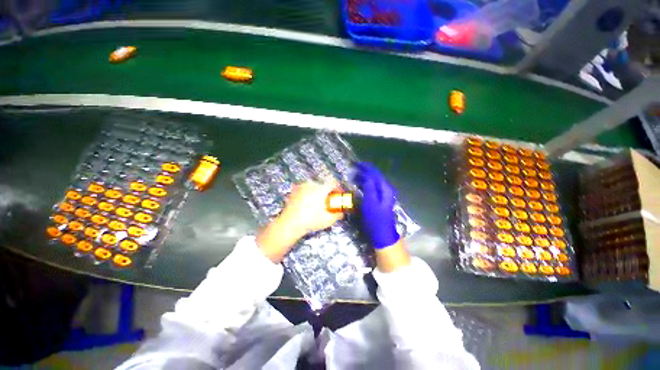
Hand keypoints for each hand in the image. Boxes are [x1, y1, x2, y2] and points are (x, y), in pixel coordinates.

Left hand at [279, 178, 344, 233]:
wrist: (289, 223)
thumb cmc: (311, 220)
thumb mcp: (328, 220)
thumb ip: (337, 215)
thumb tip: (341, 213)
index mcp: (321, 189)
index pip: (333, 184)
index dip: (338, 189)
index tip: (339, 195)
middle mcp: (311, 184)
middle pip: (323, 185)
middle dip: (328, 192)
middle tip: (329, 201)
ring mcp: (301, 187)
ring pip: (314, 187)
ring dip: (318, 192)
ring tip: (318, 203)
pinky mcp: (294, 191)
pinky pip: (305, 190)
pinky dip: (309, 194)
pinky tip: (308, 204)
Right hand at [353, 162, 399, 249]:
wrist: (382, 235)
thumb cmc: (375, 219)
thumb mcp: (370, 202)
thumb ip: (369, 187)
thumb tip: (366, 176)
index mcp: (384, 188)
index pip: (374, 173)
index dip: (365, 167)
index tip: (354, 164)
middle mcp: (386, 189)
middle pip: (375, 176)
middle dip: (364, 171)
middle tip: (353, 170)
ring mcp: (384, 195)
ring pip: (374, 181)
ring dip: (365, 178)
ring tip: (354, 177)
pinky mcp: (380, 200)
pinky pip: (373, 188)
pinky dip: (366, 184)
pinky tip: (360, 186)